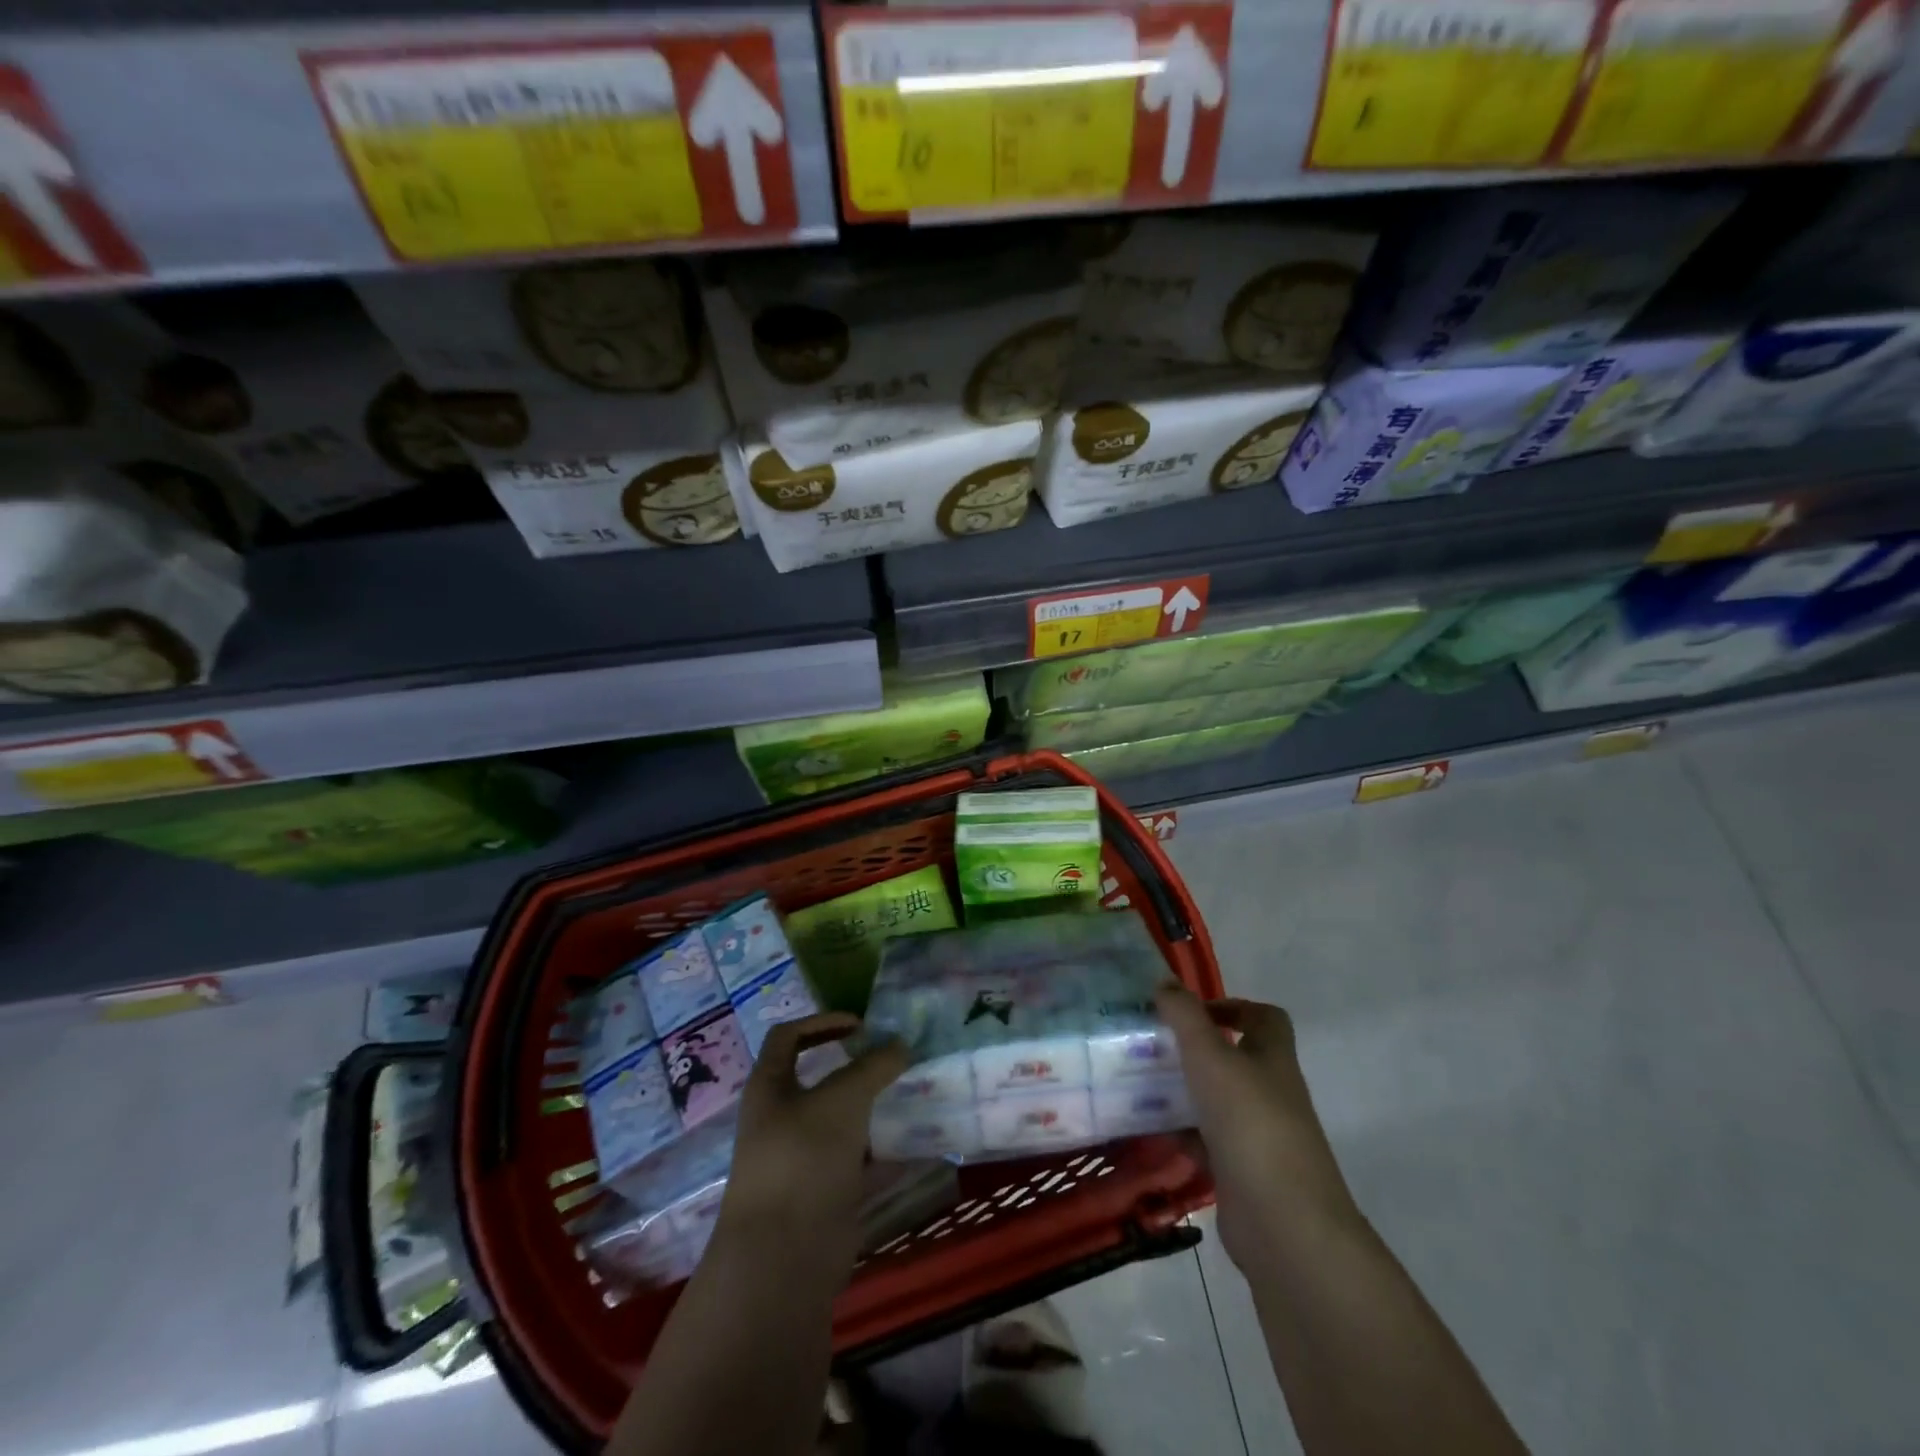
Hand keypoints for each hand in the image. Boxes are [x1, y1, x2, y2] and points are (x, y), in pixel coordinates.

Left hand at [717, 1013, 909, 1268]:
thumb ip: (874, 1067)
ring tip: (912, 1094)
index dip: (822, 1022)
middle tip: (894, 1059)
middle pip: (820, 1080)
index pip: (788, 1037)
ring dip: (874, 1108)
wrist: (784, 1257)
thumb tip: (900, 1044)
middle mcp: (781, 1119)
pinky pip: (858, 1162)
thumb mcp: (843, 1099)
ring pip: (842, 1122)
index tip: (861, 1025)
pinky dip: (885, 1152)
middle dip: (857, 1068)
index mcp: (769, 1087)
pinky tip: (918, 1142)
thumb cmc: (804, 1158)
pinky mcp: (824, 1194)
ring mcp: (802, 1158)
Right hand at [1156, 986, 1359, 1270]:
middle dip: (1194, 1049)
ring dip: (1182, 1091)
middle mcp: (1270, 1093)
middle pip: (1234, 1059)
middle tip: (1151, 1044)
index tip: (1191, 1011)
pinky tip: (1147, 1129)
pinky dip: (1180, 1134)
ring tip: (1138, 1081)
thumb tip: (1164, 981)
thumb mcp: (1210, 1056)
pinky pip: (1205, 1142)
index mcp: (1273, 1058)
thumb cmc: (1250, 1122)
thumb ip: (1185, 1016)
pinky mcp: (1240, 1173)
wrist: (1283, 1224)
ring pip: (1215, 1100)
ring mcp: (1258, 1136)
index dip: (1232, 1006)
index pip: (1265, 1018)